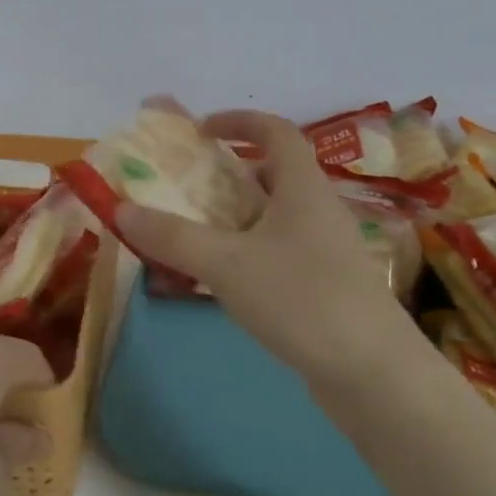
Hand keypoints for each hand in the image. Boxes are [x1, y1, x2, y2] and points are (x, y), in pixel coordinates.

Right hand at [116, 109, 408, 381]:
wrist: (374, 375)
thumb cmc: (301, 300)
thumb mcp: (225, 264)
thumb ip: (172, 236)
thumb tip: (121, 209)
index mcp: (303, 188)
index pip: (277, 131)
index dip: (239, 120)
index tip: (199, 127)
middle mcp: (318, 211)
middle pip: (274, 173)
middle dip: (229, 171)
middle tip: (187, 184)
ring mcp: (326, 251)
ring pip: (274, 216)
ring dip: (235, 214)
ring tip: (194, 229)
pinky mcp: (325, 286)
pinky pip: (278, 251)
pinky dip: (246, 250)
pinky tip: (222, 278)